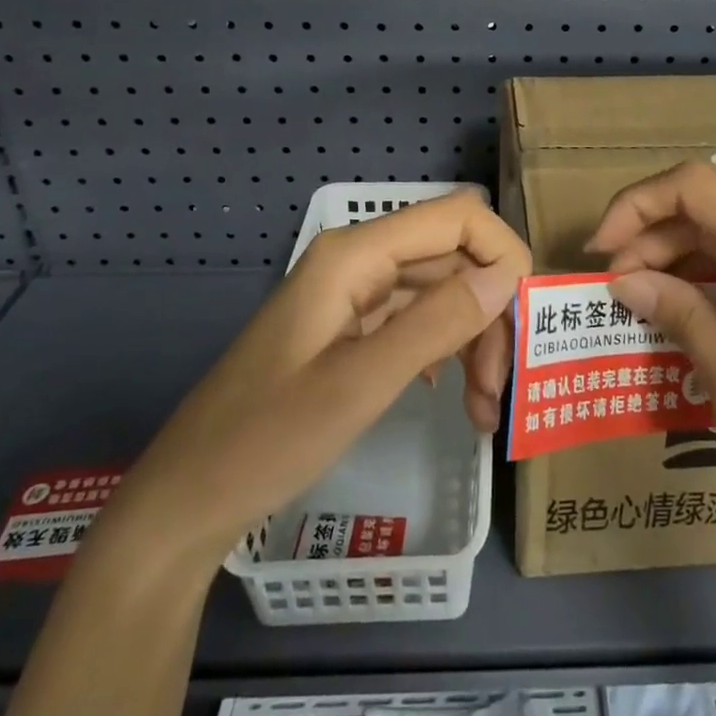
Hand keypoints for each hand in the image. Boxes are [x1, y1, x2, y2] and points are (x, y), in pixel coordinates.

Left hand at [101, 190, 527, 566]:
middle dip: (491, 313)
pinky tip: (455, 397)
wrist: (188, 498)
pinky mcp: (352, 327)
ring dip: (473, 340)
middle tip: (500, 391)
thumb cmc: (267, 439)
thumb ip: (437, 322)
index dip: (504, 254)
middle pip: (455, 257)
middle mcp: (359, 259)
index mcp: (356, 254)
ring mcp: (354, 293)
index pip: (459, 217)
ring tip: (483, 411)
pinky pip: (417, 320)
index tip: (528, 320)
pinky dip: (446, 352)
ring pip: (442, 291)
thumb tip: (506, 274)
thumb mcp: (361, 383)